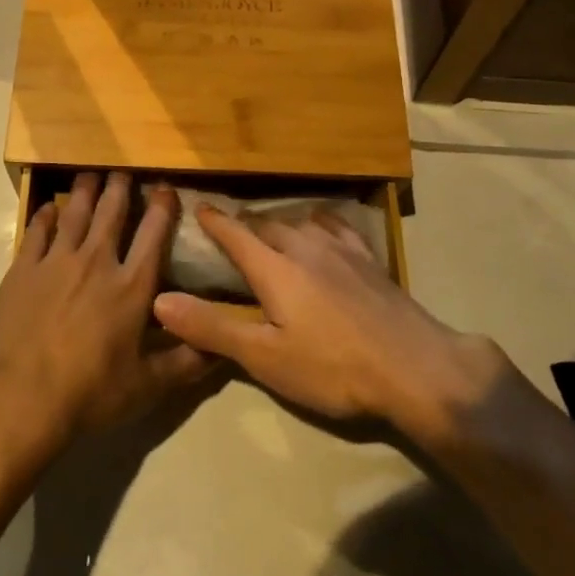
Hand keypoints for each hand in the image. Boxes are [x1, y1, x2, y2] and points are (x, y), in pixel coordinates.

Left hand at [0, 172, 216, 448]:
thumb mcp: (149, 386)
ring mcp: (56, 262)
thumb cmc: (91, 392)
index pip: (153, 234)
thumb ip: (187, 363)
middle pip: (111, 213)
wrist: (23, 396)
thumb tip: (221, 347)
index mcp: (131, 286)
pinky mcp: (22, 270)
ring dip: (85, 191)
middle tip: (122, 170)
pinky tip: (50, 208)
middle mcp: (97, 262)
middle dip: (120, 187)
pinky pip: (36, 232)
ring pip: (74, 214)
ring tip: (90, 174)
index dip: (162, 207)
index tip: (164, 188)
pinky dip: (45, 216)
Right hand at [151, 206, 508, 444]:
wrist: (414, 367)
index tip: (199, 208)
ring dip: (281, 223)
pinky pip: (339, 228)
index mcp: (276, 269)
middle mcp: (306, 248)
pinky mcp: (371, 261)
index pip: (236, 236)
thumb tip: (160, 301)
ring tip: (273, 230)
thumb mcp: (265, 357)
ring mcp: (343, 251)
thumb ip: (212, 328)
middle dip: (246, 225)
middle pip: (268, 226)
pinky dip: (322, 223)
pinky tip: (327, 230)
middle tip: (233, 231)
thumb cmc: (333, 367)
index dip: (215, 222)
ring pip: (302, 222)